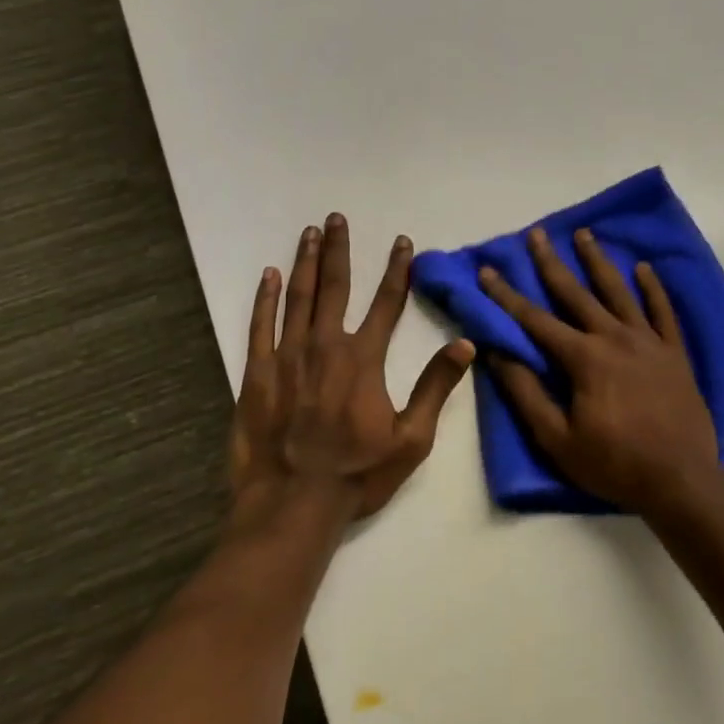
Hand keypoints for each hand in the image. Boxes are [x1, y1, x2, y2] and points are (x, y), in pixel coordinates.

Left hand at [232, 214, 474, 523]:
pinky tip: (268, 275)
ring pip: (297, 297)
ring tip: (309, 233)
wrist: (292, 505)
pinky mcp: (257, 373)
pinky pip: (260, 326)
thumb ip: (436, 387)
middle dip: (338, 250)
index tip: (402, 242)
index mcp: (364, 359)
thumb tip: (466, 345)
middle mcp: (325, 345)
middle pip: (335, 286)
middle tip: (336, 218)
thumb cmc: (356, 474)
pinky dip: (264, 298)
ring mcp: (287, 356)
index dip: (396, 270)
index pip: (386, 303)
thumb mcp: (411, 438)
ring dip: (304, 262)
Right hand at [478, 227, 722, 513]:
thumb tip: (497, 354)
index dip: (507, 295)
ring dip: (599, 261)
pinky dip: (653, 288)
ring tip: (585, 234)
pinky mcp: (675, 352)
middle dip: (551, 262)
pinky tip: (644, 268)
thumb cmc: (614, 464)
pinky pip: (663, 311)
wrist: (682, 481)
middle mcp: (614, 337)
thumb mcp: (558, 439)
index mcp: (583, 358)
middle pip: (576, 292)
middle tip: (537, 233)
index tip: (488, 270)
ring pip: (619, 291)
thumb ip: (526, 394)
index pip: (535, 319)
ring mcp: (648, 341)